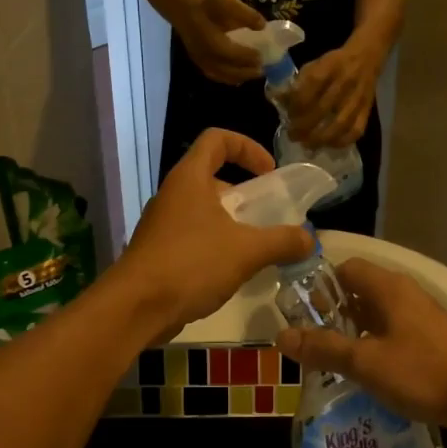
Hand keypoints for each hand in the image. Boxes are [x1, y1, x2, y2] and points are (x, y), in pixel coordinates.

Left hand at [113, 129, 312, 337]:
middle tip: (268, 216)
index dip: (247, 147)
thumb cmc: (191, 264)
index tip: (269, 173)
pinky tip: (232, 272)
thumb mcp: (246, 251)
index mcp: (190, 178)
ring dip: (232, 224)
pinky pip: (194, 238)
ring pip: (204, 211)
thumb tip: (310, 239)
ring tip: (256, 248)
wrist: (136, 307)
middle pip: (212, 177)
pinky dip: (216, 246)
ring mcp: (162, 224)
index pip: (217, 139)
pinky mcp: (159, 252)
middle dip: (244, 194)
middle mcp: (173, 195)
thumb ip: (282, 241)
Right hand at [176, 0, 267, 84]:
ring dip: (239, 76)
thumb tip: (263, 26)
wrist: (184, 9)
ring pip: (222, 75)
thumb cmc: (207, 5)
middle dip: (247, 71)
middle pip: (228, 70)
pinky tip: (238, 76)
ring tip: (254, 73)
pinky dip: (229, 78)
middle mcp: (206, 56)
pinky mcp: (199, 63)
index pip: (232, 54)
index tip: (262, 57)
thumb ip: (246, 15)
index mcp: (212, 41)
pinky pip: (215, 75)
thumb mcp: (228, 3)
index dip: (247, 57)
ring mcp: (201, 62)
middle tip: (262, 70)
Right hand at [276, 259, 446, 434]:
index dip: (320, 285)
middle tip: (310, 341)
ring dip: (353, 333)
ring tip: (330, 359)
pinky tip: (364, 373)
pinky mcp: (430, 341)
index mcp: (388, 288)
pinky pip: (392, 334)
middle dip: (333, 313)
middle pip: (360, 292)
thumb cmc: (421, 372)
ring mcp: (421, 318)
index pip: (346, 268)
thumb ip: (323, 348)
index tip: (300, 312)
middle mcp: (405, 295)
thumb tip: (281, 336)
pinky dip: (374, 346)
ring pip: (376, 316)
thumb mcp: (365, 362)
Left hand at [286, 43, 377, 147]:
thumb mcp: (314, 65)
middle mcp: (344, 82)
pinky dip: (342, 141)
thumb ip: (298, 83)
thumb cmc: (334, 63)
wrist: (366, 57)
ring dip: (321, 138)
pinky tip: (328, 145)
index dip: (296, 105)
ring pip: (340, 124)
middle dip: (304, 126)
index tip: (287, 116)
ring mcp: (357, 98)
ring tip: (307, 145)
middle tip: (292, 135)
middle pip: (322, 109)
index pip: (309, 88)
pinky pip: (356, 130)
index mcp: (328, 67)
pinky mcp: (367, 109)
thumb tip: (280, 101)